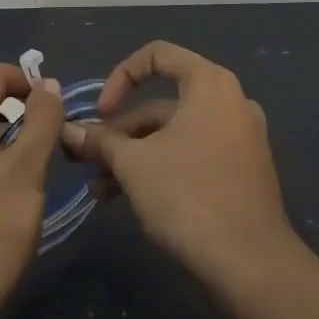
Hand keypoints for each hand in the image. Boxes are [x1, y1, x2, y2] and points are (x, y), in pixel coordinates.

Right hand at [60, 41, 297, 285]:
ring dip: (133, 155)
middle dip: (119, 132)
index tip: (99, 113)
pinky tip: (129, 198)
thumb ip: (100, 141)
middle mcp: (230, 102)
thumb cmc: (188, 195)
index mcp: (210, 84)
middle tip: (87, 160)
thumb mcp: (133, 164)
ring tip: (100, 190)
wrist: (250, 263)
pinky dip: (160, 166)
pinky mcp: (241, 170)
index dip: (120, 77)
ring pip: (173, 134)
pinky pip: (192, 154)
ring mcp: (239, 138)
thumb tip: (68, 131)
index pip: (157, 55)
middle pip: (162, 103)